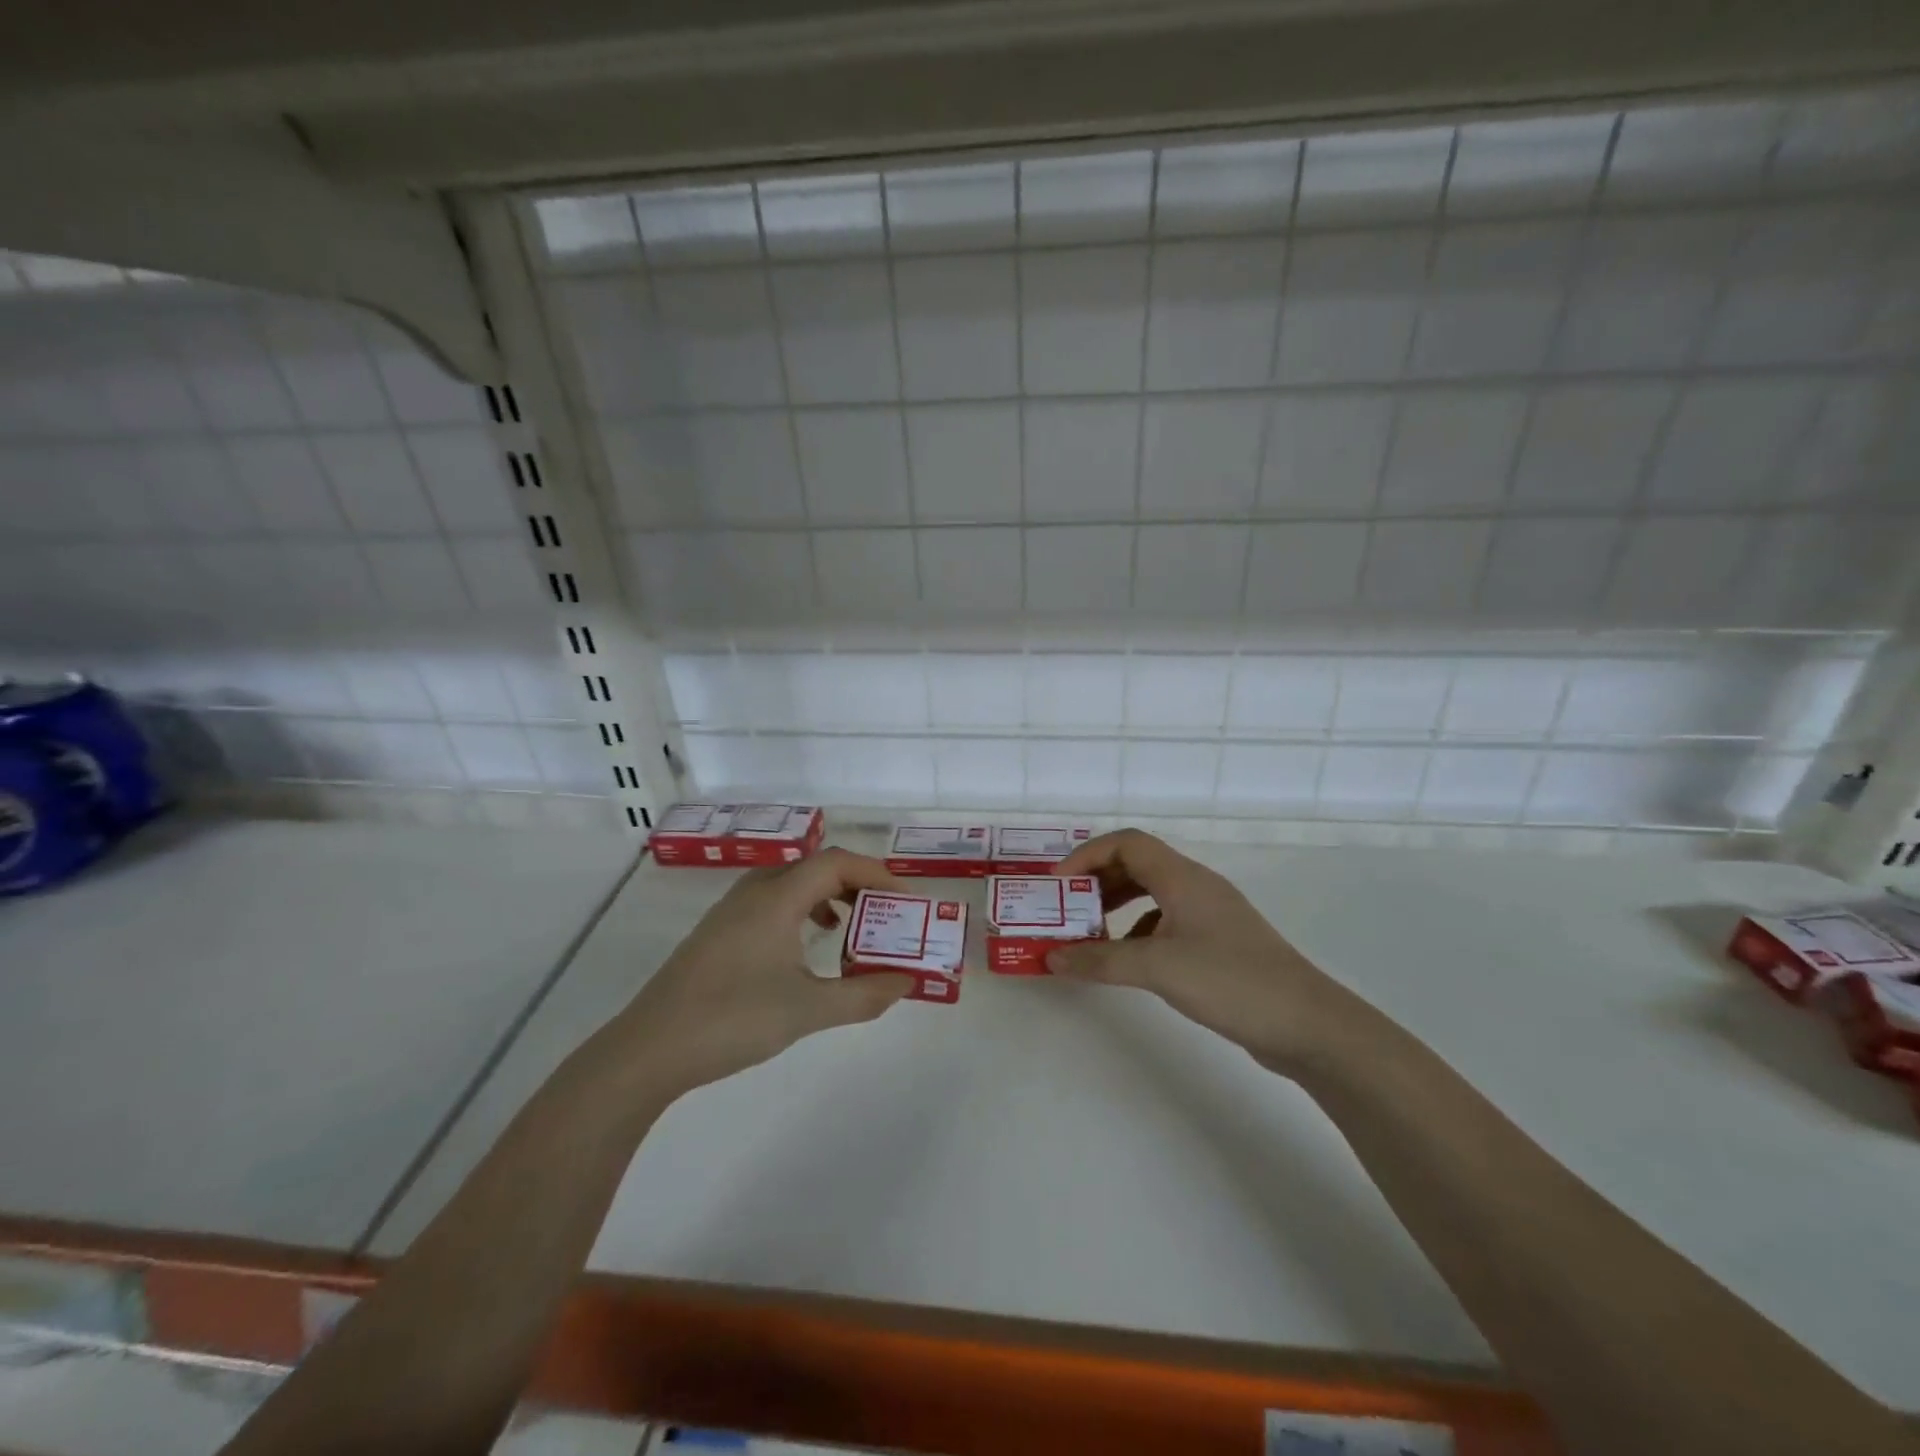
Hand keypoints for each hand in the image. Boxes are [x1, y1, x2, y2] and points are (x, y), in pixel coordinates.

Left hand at [608, 848, 915, 1095]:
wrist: (649, 1050)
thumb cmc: (733, 1019)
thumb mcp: (808, 1010)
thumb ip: (863, 995)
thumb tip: (906, 982)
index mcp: (777, 897)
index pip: (837, 862)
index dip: (876, 873)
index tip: (906, 898)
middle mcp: (754, 892)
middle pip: (815, 867)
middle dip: (857, 884)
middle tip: (886, 913)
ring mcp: (731, 912)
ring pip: (791, 884)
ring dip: (828, 896)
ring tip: (852, 927)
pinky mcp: (718, 933)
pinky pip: (772, 903)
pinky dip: (802, 911)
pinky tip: (807, 947)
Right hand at [1049, 829, 1358, 1075]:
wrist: (1306, 1023)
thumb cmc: (1230, 981)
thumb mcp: (1157, 968)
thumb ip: (1100, 959)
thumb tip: (1051, 957)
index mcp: (1182, 877)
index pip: (1126, 843)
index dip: (1087, 855)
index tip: (1057, 883)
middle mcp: (1196, 885)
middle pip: (1137, 863)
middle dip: (1097, 879)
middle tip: (1066, 906)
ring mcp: (1210, 913)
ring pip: (1152, 892)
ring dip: (1116, 904)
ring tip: (1088, 929)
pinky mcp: (1218, 941)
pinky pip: (1167, 920)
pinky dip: (1138, 929)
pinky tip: (1127, 955)